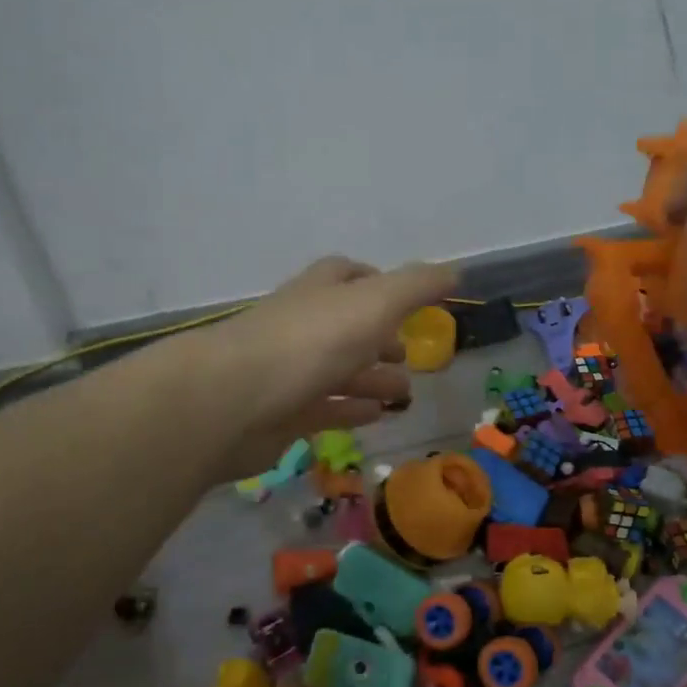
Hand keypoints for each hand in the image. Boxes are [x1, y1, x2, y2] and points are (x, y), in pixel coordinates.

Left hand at [187, 255, 457, 479]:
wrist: (232, 401)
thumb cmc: (309, 343)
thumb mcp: (374, 305)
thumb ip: (416, 287)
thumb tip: (454, 271)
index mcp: (319, 292)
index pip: (347, 274)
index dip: (377, 282)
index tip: (407, 300)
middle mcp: (301, 325)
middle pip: (344, 326)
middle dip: (378, 337)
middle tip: (410, 354)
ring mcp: (288, 370)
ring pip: (337, 370)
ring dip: (371, 377)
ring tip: (405, 393)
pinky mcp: (281, 413)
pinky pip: (323, 408)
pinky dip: (351, 409)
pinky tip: (376, 415)